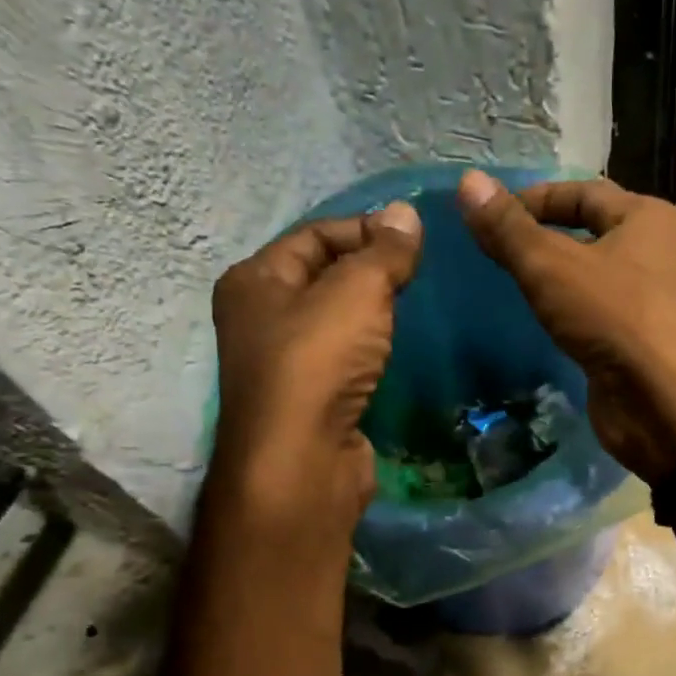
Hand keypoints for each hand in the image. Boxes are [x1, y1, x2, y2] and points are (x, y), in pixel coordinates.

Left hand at [210, 201, 422, 530]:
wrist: (303, 461)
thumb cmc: (318, 362)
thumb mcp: (357, 291)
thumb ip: (384, 252)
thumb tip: (406, 213)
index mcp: (255, 281)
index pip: (314, 234)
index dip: (364, 229)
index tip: (414, 239)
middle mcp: (259, 319)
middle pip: (322, 277)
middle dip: (370, 271)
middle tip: (420, 273)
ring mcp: (283, 366)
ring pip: (334, 323)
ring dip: (372, 314)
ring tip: (416, 307)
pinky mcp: (310, 402)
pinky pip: (344, 360)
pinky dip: (371, 351)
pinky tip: (398, 351)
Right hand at [457, 170, 675, 481]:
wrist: (671, 406)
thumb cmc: (618, 318)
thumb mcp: (553, 267)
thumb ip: (509, 230)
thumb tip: (468, 182)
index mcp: (647, 219)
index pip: (583, 192)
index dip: (534, 199)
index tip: (489, 217)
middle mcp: (655, 255)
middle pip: (589, 235)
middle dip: (543, 241)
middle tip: (493, 253)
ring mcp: (648, 304)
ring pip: (591, 281)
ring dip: (554, 283)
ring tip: (506, 287)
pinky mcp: (638, 346)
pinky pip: (595, 319)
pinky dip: (566, 318)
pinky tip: (538, 326)